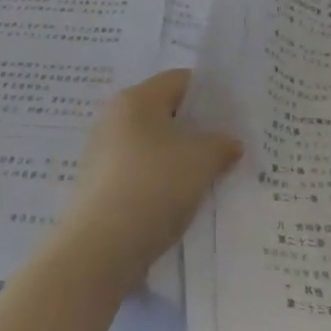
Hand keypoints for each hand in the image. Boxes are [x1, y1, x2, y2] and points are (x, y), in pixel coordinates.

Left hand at [63, 70, 241, 280]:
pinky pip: (138, 171)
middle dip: (195, 129)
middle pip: (164, 112)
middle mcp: (115, 117)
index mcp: (137, 98)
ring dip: (177, 158)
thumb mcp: (201, 162)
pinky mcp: (98, 185)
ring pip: (152, 145)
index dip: (209, 94)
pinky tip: (177, 202)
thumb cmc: (154, 187)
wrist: (100, 250)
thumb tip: (231, 143)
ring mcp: (103, 152)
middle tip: (224, 148)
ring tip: (206, 179)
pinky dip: (159, 180)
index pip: (180, 80)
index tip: (232, 117)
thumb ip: (221, 145)